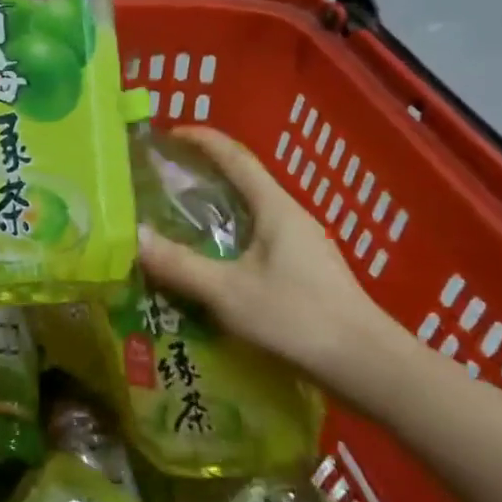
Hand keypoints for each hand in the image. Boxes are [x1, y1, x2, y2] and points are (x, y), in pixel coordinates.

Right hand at [134, 126, 416, 400]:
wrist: (368, 366)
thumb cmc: (298, 318)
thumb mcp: (228, 292)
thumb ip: (179, 265)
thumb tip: (132, 236)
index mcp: (274, 208)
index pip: (234, 156)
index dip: (201, 139)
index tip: (167, 135)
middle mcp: (289, 216)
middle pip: (242, 180)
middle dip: (202, 172)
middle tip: (161, 180)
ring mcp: (301, 244)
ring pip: (250, 211)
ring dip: (214, 207)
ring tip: (176, 219)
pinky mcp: (304, 270)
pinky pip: (257, 238)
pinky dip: (227, 236)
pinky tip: (210, 261)